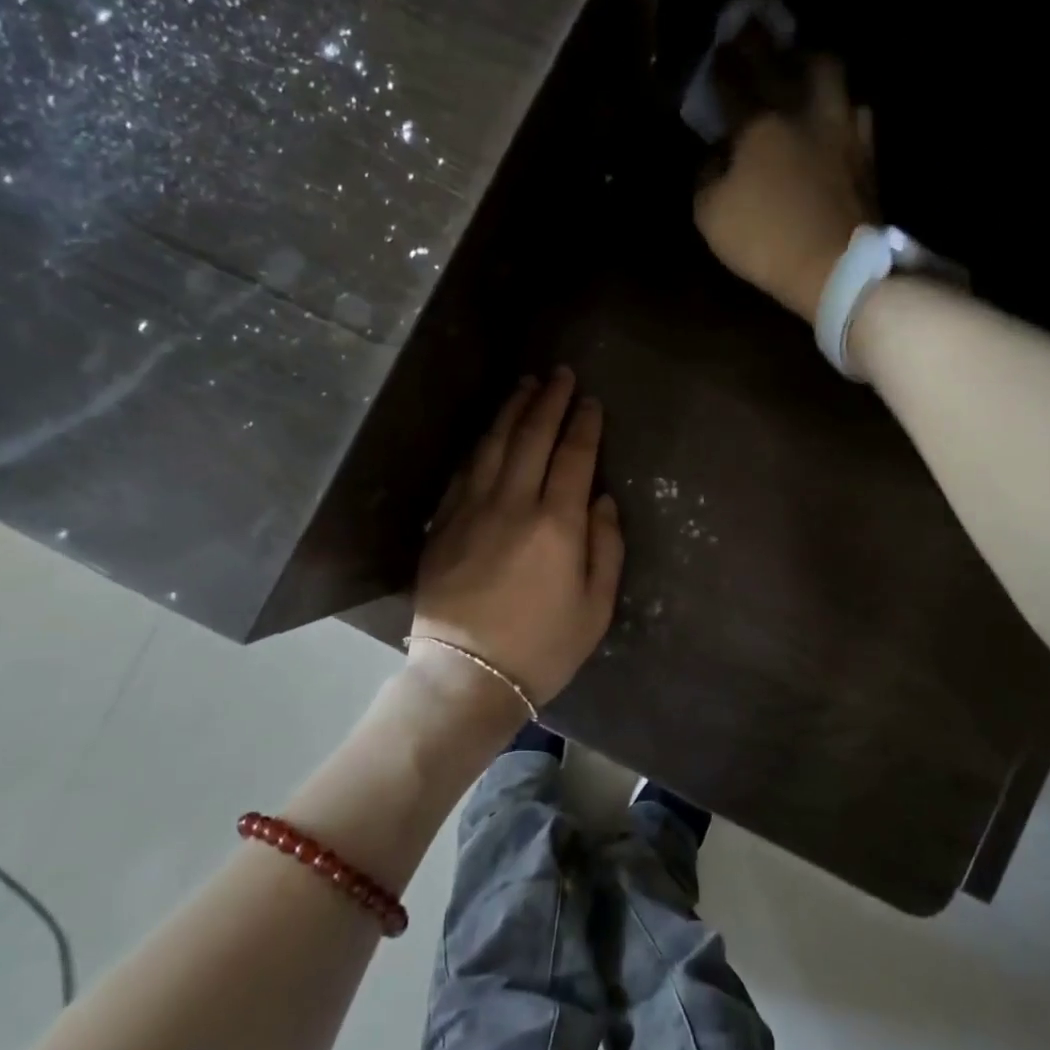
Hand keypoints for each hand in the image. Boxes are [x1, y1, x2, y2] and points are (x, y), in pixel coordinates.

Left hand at [411, 368, 623, 709]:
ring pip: (493, 444)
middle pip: (532, 437)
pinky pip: (464, 470)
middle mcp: (513, 504)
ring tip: (525, 385)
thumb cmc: (542, 647)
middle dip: (549, 401)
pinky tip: (489, 430)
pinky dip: (480, 443)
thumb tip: (602, 500)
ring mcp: (471, 509)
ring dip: (512, 410)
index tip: (590, 401)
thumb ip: (606, 547)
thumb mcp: (596, 607)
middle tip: (560, 374)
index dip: (584, 424)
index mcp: (556, 524)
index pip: (574, 456)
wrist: (468, 675)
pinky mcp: (444, 523)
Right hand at [693, 55, 874, 326]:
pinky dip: (839, 101)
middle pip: (784, 59)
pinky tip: (833, 110)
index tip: (715, 50)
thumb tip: (717, 154)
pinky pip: (854, 108)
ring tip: (800, 62)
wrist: (836, 267)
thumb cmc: (766, 240)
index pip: (735, 79)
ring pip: (829, 71)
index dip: (723, 62)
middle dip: (763, 41)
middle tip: (753, 30)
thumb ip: (707, 175)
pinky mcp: (865, 149)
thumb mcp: (711, 214)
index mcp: (760, 123)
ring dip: (809, 60)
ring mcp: (841, 125)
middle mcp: (804, 110)